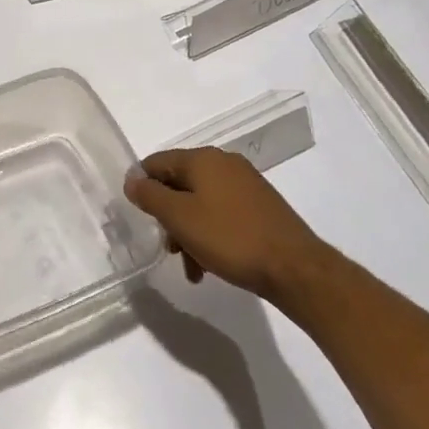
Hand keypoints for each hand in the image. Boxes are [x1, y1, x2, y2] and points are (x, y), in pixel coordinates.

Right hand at [124, 146, 327, 301]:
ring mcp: (246, 186)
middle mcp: (224, 164)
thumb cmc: (230, 238)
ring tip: (192, 267)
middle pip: (179, 184)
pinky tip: (210, 266)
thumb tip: (132, 180)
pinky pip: (222, 216)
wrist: (295, 269)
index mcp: (203, 159)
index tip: (140, 216)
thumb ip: (150, 195)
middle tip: (169, 248)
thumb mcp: (179, 217)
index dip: (142, 187)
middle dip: (169, 217)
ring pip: (200, 204)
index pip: (156, 162)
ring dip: (188, 232)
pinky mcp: (260, 208)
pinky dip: (210, 236)